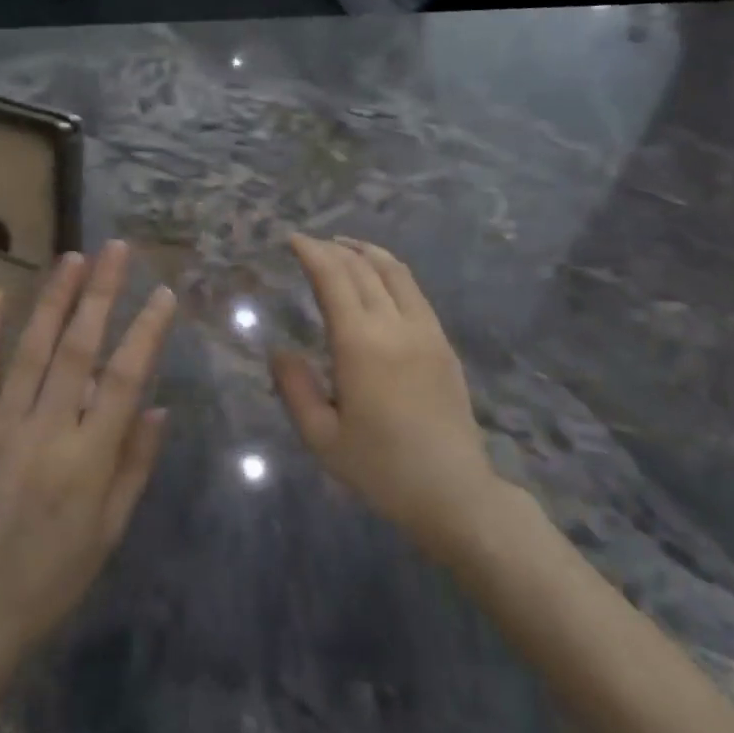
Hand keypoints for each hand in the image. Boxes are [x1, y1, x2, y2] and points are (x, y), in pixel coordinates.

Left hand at [0, 240, 175, 680]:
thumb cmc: (55, 574)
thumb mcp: (111, 528)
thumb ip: (135, 464)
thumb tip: (159, 407)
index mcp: (88, 459)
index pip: (124, 379)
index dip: (146, 332)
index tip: (163, 294)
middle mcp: (45, 431)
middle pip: (78, 350)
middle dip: (100, 294)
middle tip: (116, 250)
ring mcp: (1, 426)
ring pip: (31, 350)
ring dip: (53, 300)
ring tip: (72, 258)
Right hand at [273, 235, 499, 559]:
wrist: (454, 493)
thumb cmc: (381, 469)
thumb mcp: (322, 438)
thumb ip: (295, 389)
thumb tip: (279, 350)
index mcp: (361, 345)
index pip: (334, 279)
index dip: (312, 252)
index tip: (293, 239)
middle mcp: (395, 326)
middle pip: (363, 268)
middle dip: (333, 249)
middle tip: (309, 244)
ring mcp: (425, 331)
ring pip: (395, 272)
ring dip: (365, 252)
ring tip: (343, 247)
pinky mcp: (442, 343)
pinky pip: (414, 291)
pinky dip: (390, 271)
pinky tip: (378, 278)